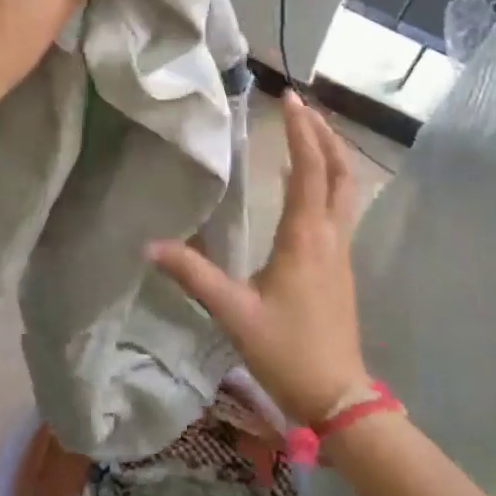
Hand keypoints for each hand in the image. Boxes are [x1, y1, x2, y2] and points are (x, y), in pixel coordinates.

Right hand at [149, 92, 368, 425]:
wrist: (339, 396)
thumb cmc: (287, 351)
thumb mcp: (233, 313)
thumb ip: (193, 275)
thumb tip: (150, 245)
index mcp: (305, 237)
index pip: (308, 170)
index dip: (301, 131)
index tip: (288, 99)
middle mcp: (329, 235)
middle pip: (339, 171)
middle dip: (323, 133)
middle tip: (301, 106)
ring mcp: (340, 250)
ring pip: (345, 188)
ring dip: (331, 154)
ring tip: (309, 131)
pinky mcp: (341, 265)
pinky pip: (341, 207)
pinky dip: (328, 180)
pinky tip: (306, 184)